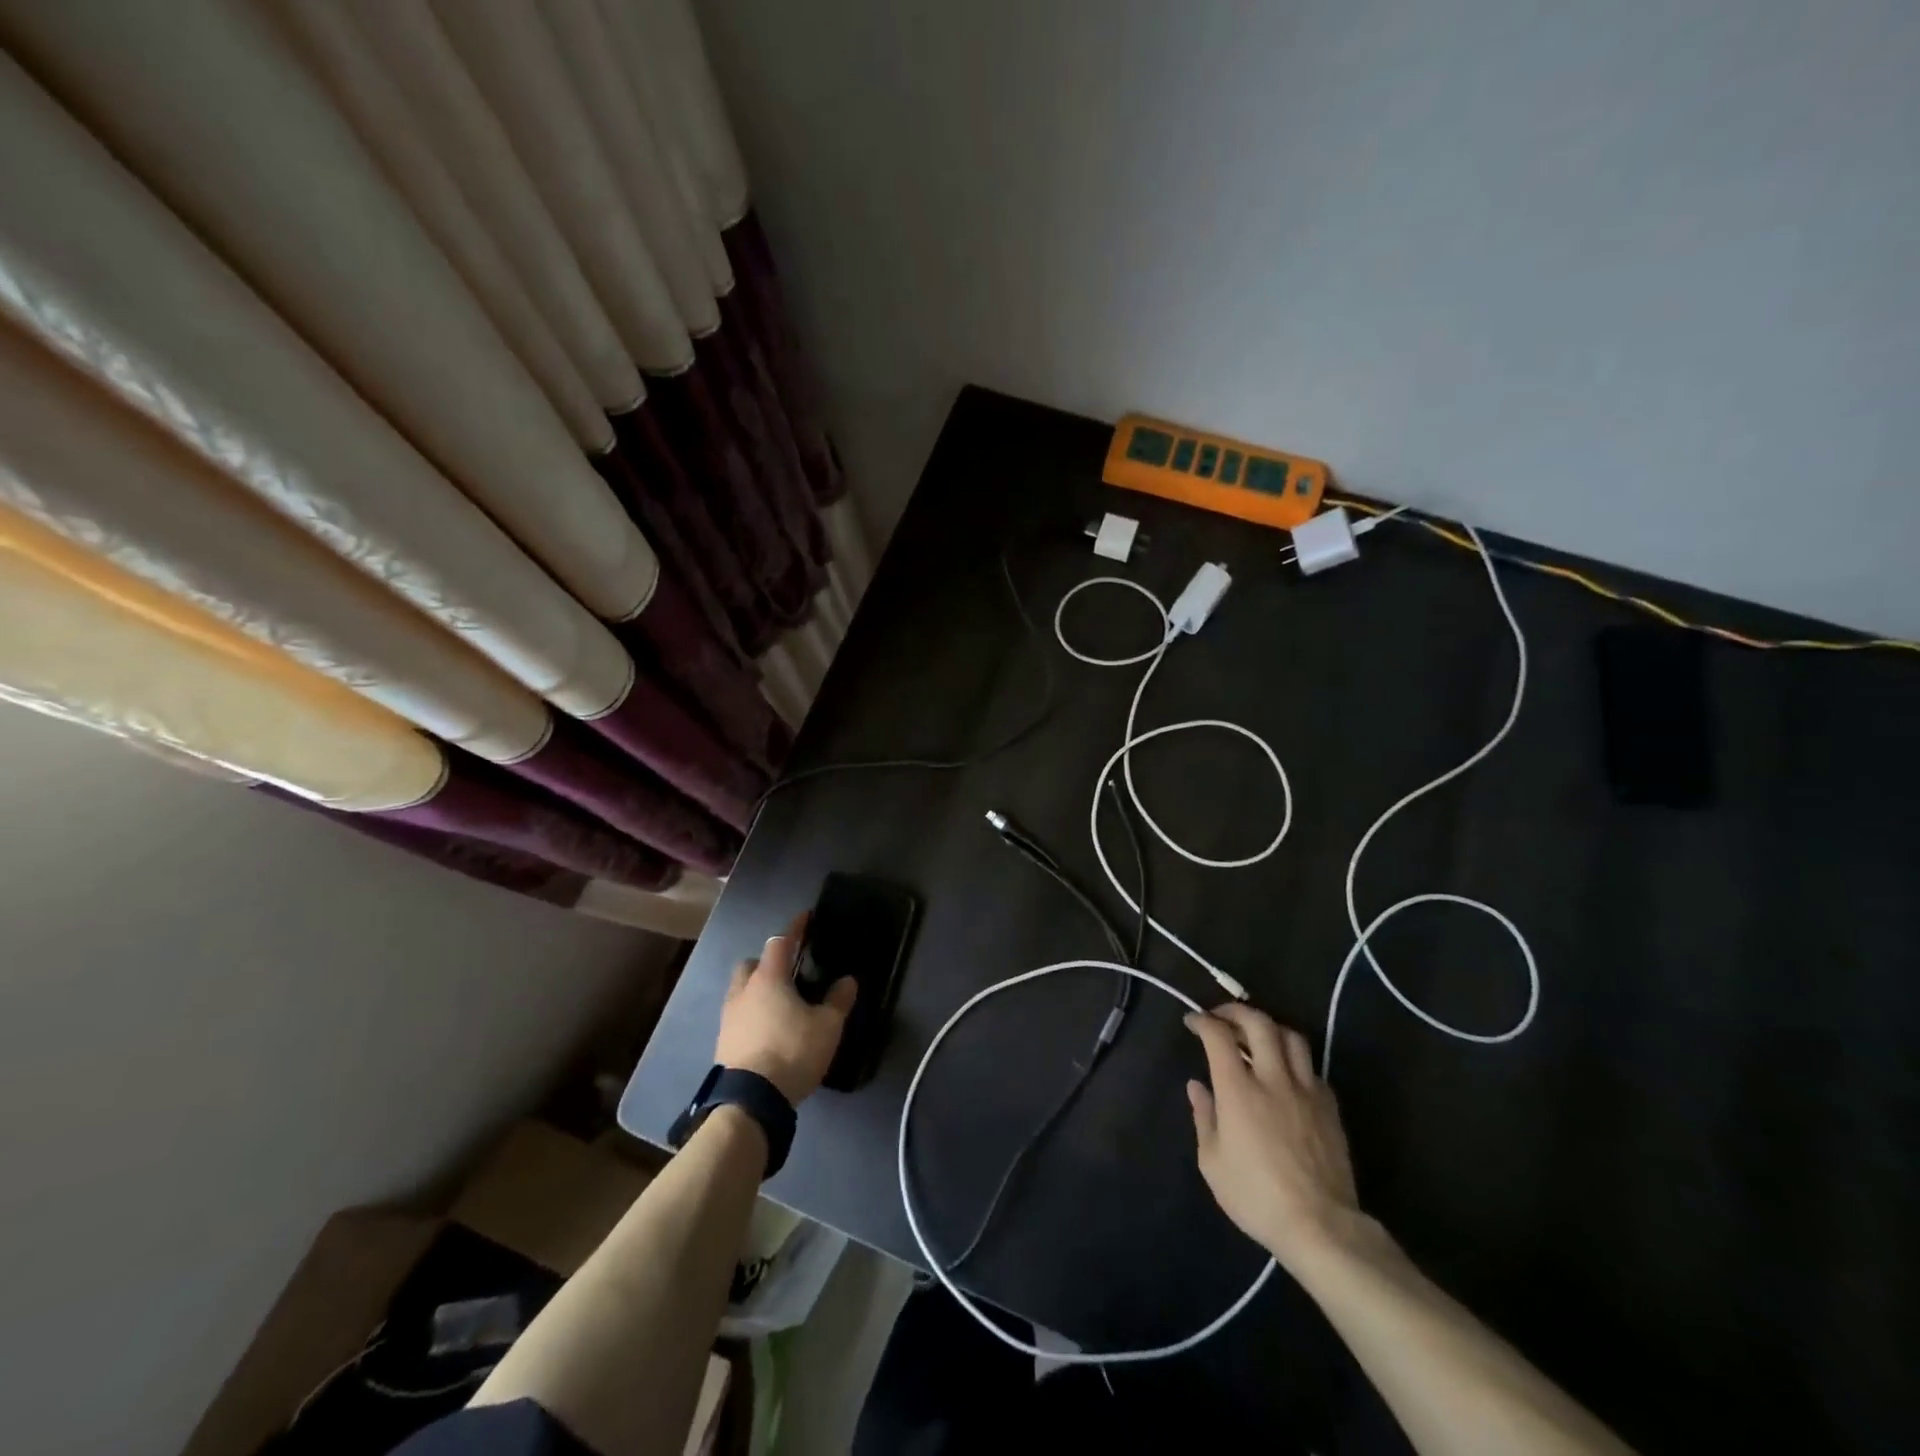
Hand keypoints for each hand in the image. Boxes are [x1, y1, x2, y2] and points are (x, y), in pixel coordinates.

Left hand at [714, 914, 856, 1103]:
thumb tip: (848, 980)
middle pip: (752, 963)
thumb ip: (838, 1001)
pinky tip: (767, 1027)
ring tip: (778, 1001)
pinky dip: (751, 1013)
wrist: (750, 1100)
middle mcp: (744, 990)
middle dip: (768, 961)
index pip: (780, 942)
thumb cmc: (791, 1051)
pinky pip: (738, 1014)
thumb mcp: (827, 1027)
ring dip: (756, 988)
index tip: (805, 918)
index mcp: (769, 978)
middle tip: (788, 970)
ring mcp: (729, 1016)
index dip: (794, 928)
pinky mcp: (723, 1041)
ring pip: (741, 989)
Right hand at [1184, 1004, 1362, 1272]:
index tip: (1193, 1022)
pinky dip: (1293, 1059)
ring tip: (1256, 1037)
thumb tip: (1197, 1086)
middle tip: (1222, 1017)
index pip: (1219, 1035)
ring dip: (1269, 1028)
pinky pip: (1311, 1067)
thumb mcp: (1212, 1162)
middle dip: (1236, 1011)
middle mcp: (1273, 1078)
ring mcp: (1306, 1090)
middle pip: (1258, 1022)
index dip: (1203, 1021)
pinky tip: (1285, 1073)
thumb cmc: (1256, 1196)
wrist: (1320, 1226)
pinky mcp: (1329, 1106)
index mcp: (1238, 1089)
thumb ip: (1204, 1117)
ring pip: (1291, 1037)